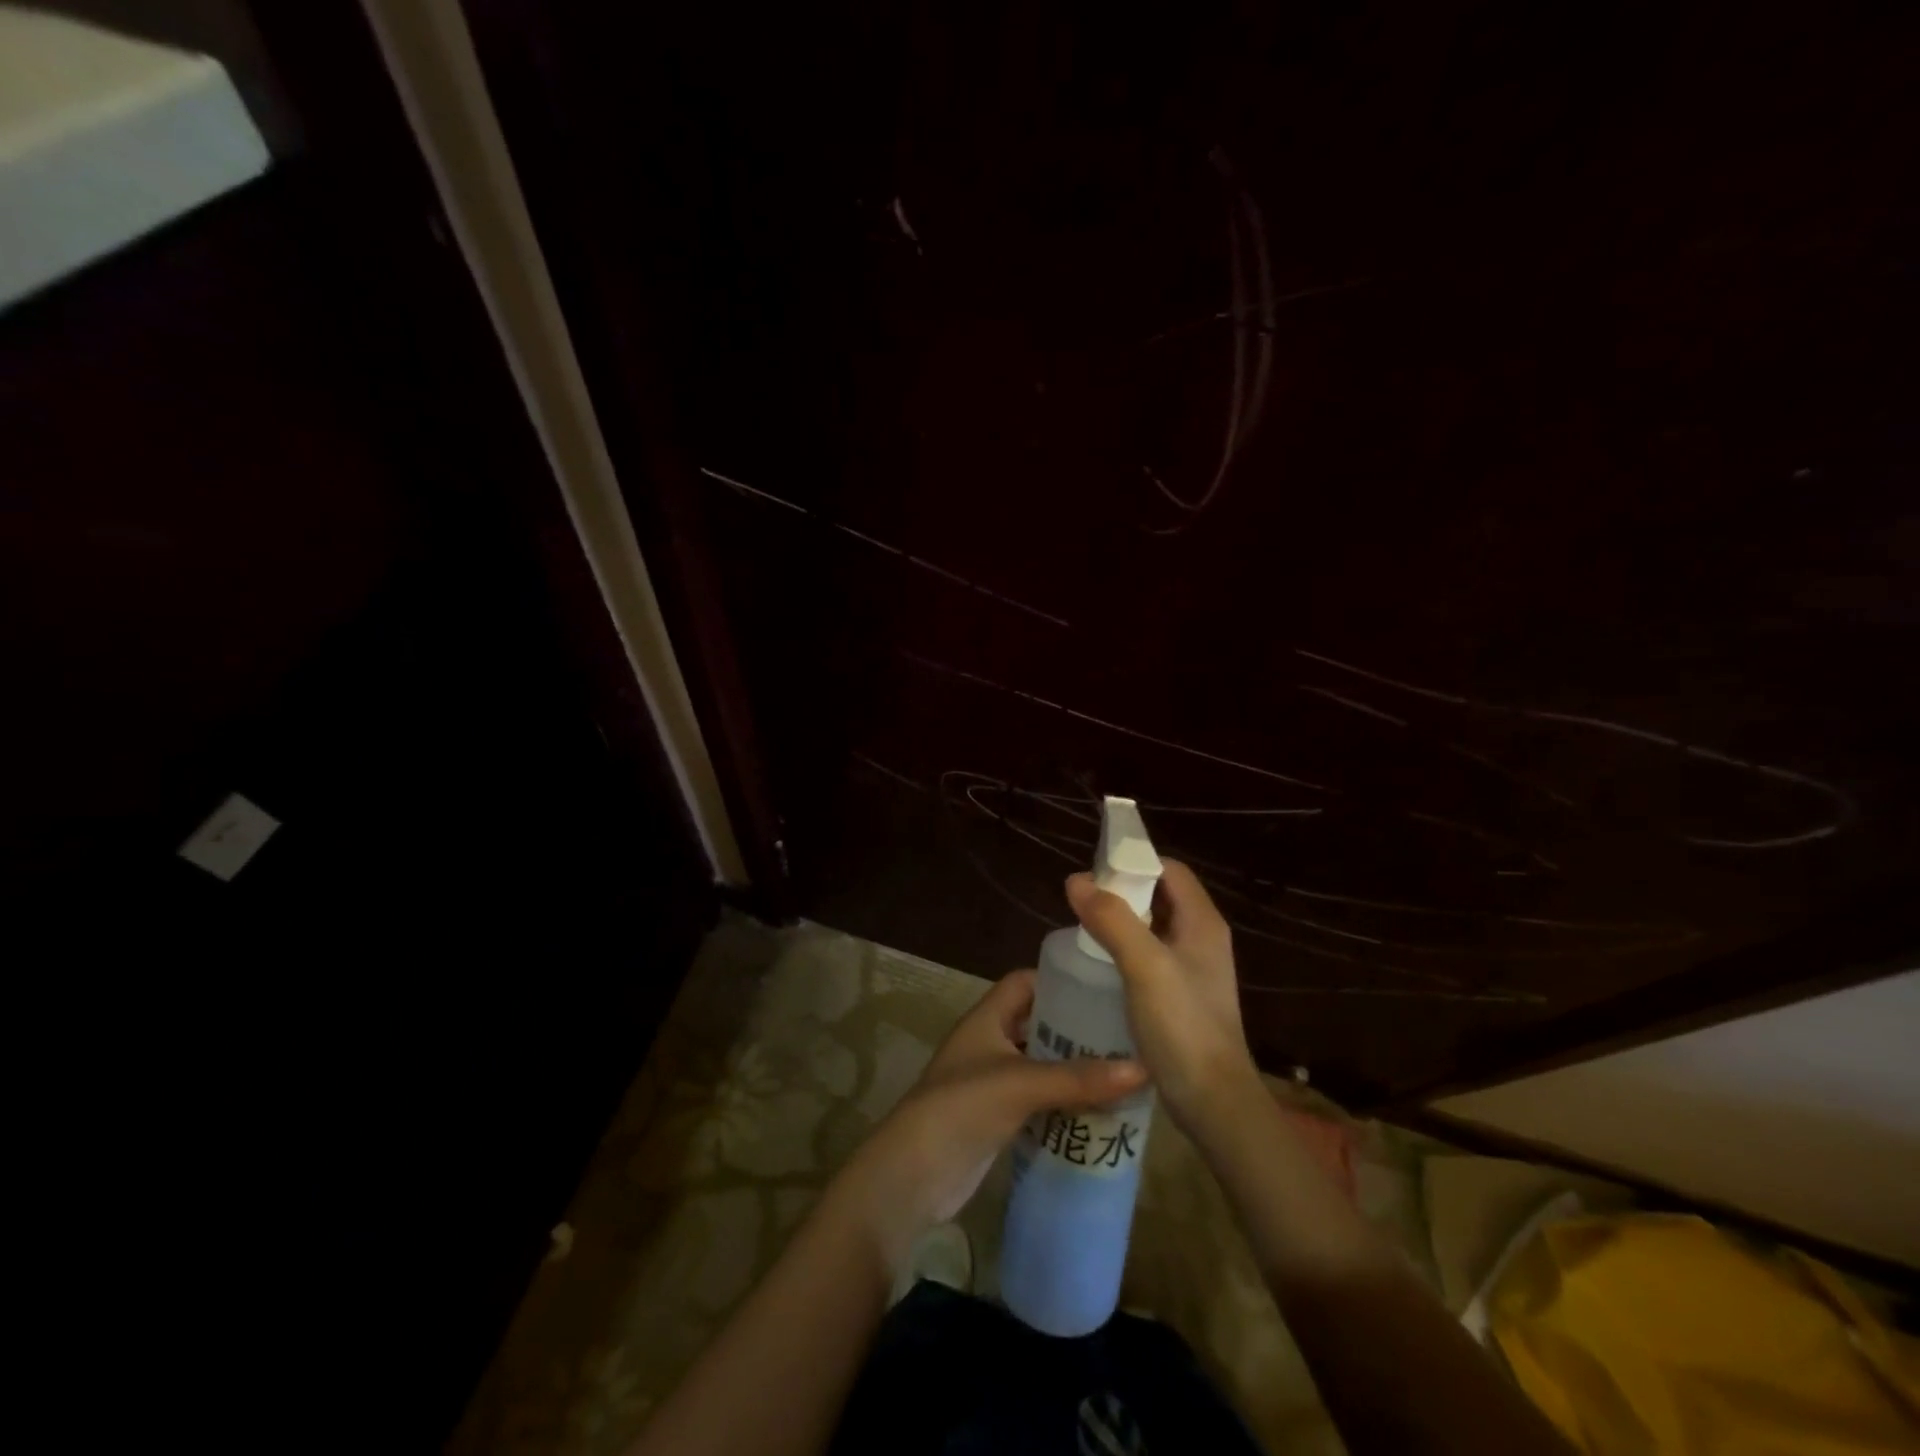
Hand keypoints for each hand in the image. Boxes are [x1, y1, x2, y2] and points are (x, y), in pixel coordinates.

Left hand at [824, 970, 1145, 1273]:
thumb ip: (1079, 1078)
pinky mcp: (996, 1117)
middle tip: (1125, 1035)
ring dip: (1073, 1070)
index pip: (1025, 982)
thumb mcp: (1022, 1084)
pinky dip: (1063, 1102)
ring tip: (1123, 1073)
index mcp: (987, 1017)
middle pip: (1038, 1023)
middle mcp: (989, 1042)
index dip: (1059, 980)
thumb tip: (1143, 1068)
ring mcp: (991, 1081)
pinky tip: (1099, 1112)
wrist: (913, 1174)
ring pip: (1040, 1064)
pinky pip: (1038, 1100)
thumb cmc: (962, 1107)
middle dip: (1076, 1029)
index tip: (1103, 988)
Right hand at [1067, 861, 1259, 1140]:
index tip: (1096, 873)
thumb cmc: (1183, 1027)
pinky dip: (1126, 950)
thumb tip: (1076, 880)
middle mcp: (1202, 939)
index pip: (1169, 870)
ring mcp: (1193, 969)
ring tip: (1085, 929)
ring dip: (1121, 921)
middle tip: (1083, 902)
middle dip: (1122, 892)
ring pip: (1153, 928)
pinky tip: (1101, 965)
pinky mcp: (1182, 996)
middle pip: (1160, 896)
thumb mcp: (1144, 966)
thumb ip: (1112, 919)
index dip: (1134, 863)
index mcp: (1202, 923)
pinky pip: (1151, 956)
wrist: (1213, 1102)